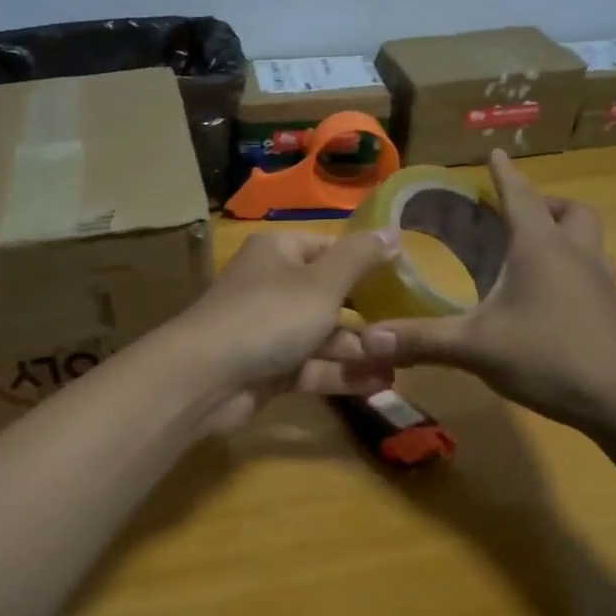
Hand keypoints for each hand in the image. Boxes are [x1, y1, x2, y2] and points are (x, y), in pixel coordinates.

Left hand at [169, 226, 401, 430]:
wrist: (207, 378)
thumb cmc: (270, 316)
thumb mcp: (323, 282)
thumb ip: (360, 258)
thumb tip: (393, 231)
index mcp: (278, 252)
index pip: (328, 248)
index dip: (363, 262)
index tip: (403, 279)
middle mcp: (271, 286)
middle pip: (327, 296)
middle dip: (366, 315)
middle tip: (408, 328)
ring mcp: (268, 330)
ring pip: (321, 336)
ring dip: (359, 350)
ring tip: (402, 363)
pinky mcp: (267, 369)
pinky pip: (311, 367)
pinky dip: (340, 374)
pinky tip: (379, 384)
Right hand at [358, 150, 615, 428]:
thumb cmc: (549, 357)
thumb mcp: (475, 347)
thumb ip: (420, 340)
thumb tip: (366, 339)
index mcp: (540, 248)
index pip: (520, 196)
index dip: (504, 175)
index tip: (495, 153)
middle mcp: (575, 254)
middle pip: (570, 210)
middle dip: (544, 203)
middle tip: (517, 215)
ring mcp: (601, 281)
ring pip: (590, 238)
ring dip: (566, 231)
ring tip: (537, 249)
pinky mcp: (612, 309)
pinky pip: (596, 270)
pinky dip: (575, 267)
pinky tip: (554, 295)